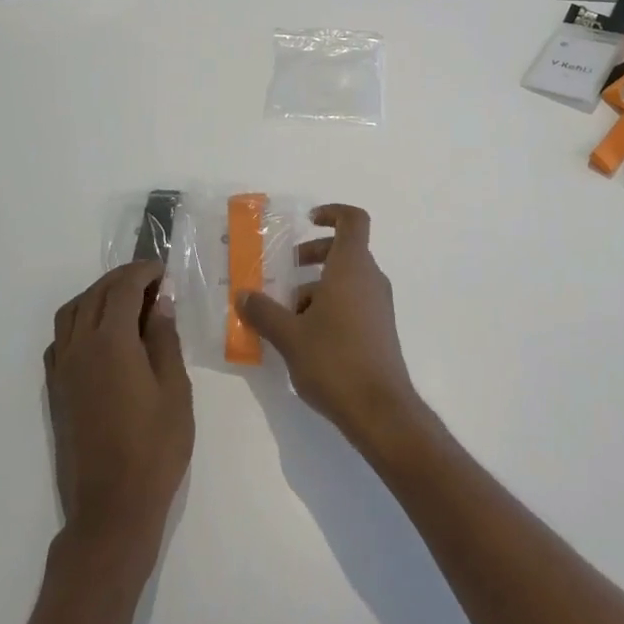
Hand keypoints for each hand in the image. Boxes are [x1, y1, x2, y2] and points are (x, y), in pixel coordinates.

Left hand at [45, 262, 193, 556]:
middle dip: (122, 279)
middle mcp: (79, 347)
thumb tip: (159, 303)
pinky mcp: (56, 390)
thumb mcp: (175, 390)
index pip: (122, 288)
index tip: (164, 270)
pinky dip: (79, 321)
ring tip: (127, 302)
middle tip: (151, 280)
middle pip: (95, 295)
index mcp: (111, 342)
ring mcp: (62, 369)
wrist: (112, 507)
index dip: (143, 272)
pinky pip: (61, 339)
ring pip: (72, 313)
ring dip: (97, 296)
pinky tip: (101, 336)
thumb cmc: (155, 448)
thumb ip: (165, 340)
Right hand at [234, 205, 424, 454]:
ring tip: (285, 315)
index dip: (332, 213)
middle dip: (312, 256)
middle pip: (344, 251)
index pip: (353, 220)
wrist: (380, 410)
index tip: (307, 221)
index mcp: (351, 268)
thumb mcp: (289, 336)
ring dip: (315, 287)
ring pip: (346, 280)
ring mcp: (378, 306)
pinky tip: (304, 338)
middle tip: (284, 273)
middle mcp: (370, 279)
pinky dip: (329, 306)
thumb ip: (263, 311)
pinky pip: (352, 303)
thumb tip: (243, 295)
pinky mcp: (379, 330)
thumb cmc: (334, 361)